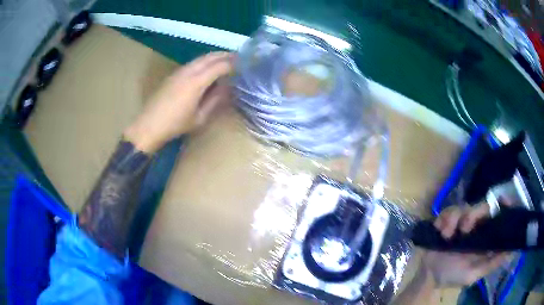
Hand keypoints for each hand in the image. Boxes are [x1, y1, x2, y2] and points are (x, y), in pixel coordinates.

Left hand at [124, 52, 233, 152]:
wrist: (149, 125)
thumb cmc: (175, 125)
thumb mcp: (199, 117)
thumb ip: (215, 100)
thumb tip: (226, 88)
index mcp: (197, 81)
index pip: (220, 65)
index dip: (234, 64)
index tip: (244, 65)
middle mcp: (189, 71)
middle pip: (210, 56)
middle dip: (226, 55)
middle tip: (239, 58)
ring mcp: (179, 71)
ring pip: (201, 58)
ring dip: (215, 57)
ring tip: (226, 61)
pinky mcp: (173, 74)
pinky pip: (193, 62)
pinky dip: (205, 61)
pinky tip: (208, 68)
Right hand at [421, 203, 511, 287]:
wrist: (428, 276)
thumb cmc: (452, 277)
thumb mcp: (473, 274)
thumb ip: (491, 263)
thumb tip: (512, 251)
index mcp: (484, 236)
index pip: (497, 215)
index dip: (503, 205)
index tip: (504, 199)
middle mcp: (475, 226)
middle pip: (482, 206)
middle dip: (473, 215)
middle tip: (463, 230)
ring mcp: (460, 222)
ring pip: (464, 206)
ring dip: (454, 219)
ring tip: (446, 236)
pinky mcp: (447, 220)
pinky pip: (448, 210)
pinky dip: (444, 219)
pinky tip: (440, 231)